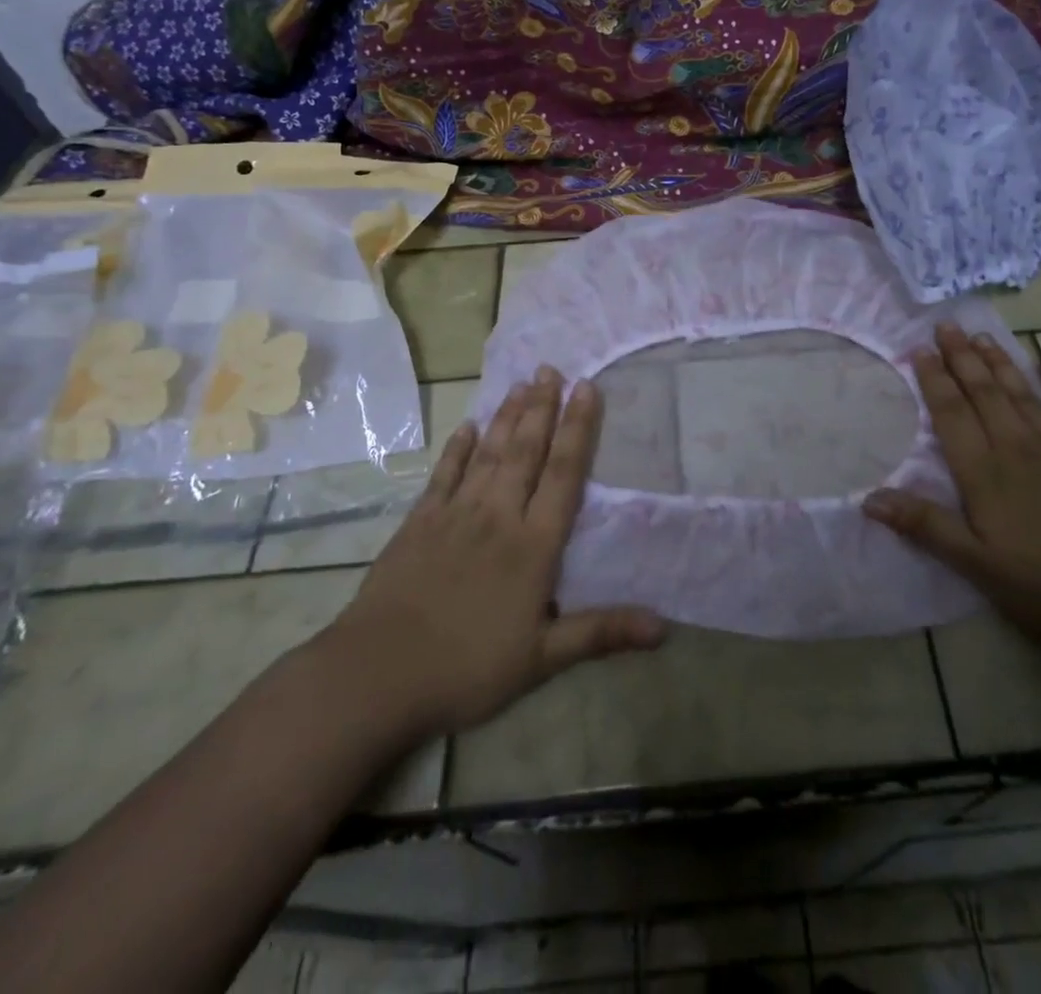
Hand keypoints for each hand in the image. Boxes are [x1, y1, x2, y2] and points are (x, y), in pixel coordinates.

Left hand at [323, 368, 665, 737]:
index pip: (563, 474)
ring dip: (507, 417)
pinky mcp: (419, 523)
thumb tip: (663, 627)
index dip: (577, 429)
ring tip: (521, 383)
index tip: (586, 388)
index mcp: (533, 545)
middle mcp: (498, 516)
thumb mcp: (542, 658)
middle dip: (541, 407)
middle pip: (526, 451)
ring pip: (489, 454)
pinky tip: (468, 427)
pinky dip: (458, 448)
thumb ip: (601, 633)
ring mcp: (455, 515)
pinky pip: (445, 475)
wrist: (378, 673)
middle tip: (550, 368)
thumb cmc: (468, 667)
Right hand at [865, 323, 1040, 682]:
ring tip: (982, 335)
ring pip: (1023, 392)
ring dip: (1000, 362)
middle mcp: (1018, 446)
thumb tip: (869, 497)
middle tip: (946, 325)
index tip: (919, 350)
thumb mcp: (978, 565)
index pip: (951, 416)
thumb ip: (925, 526)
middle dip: (962, 358)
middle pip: (984, 393)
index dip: (934, 381)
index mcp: (985, 473)